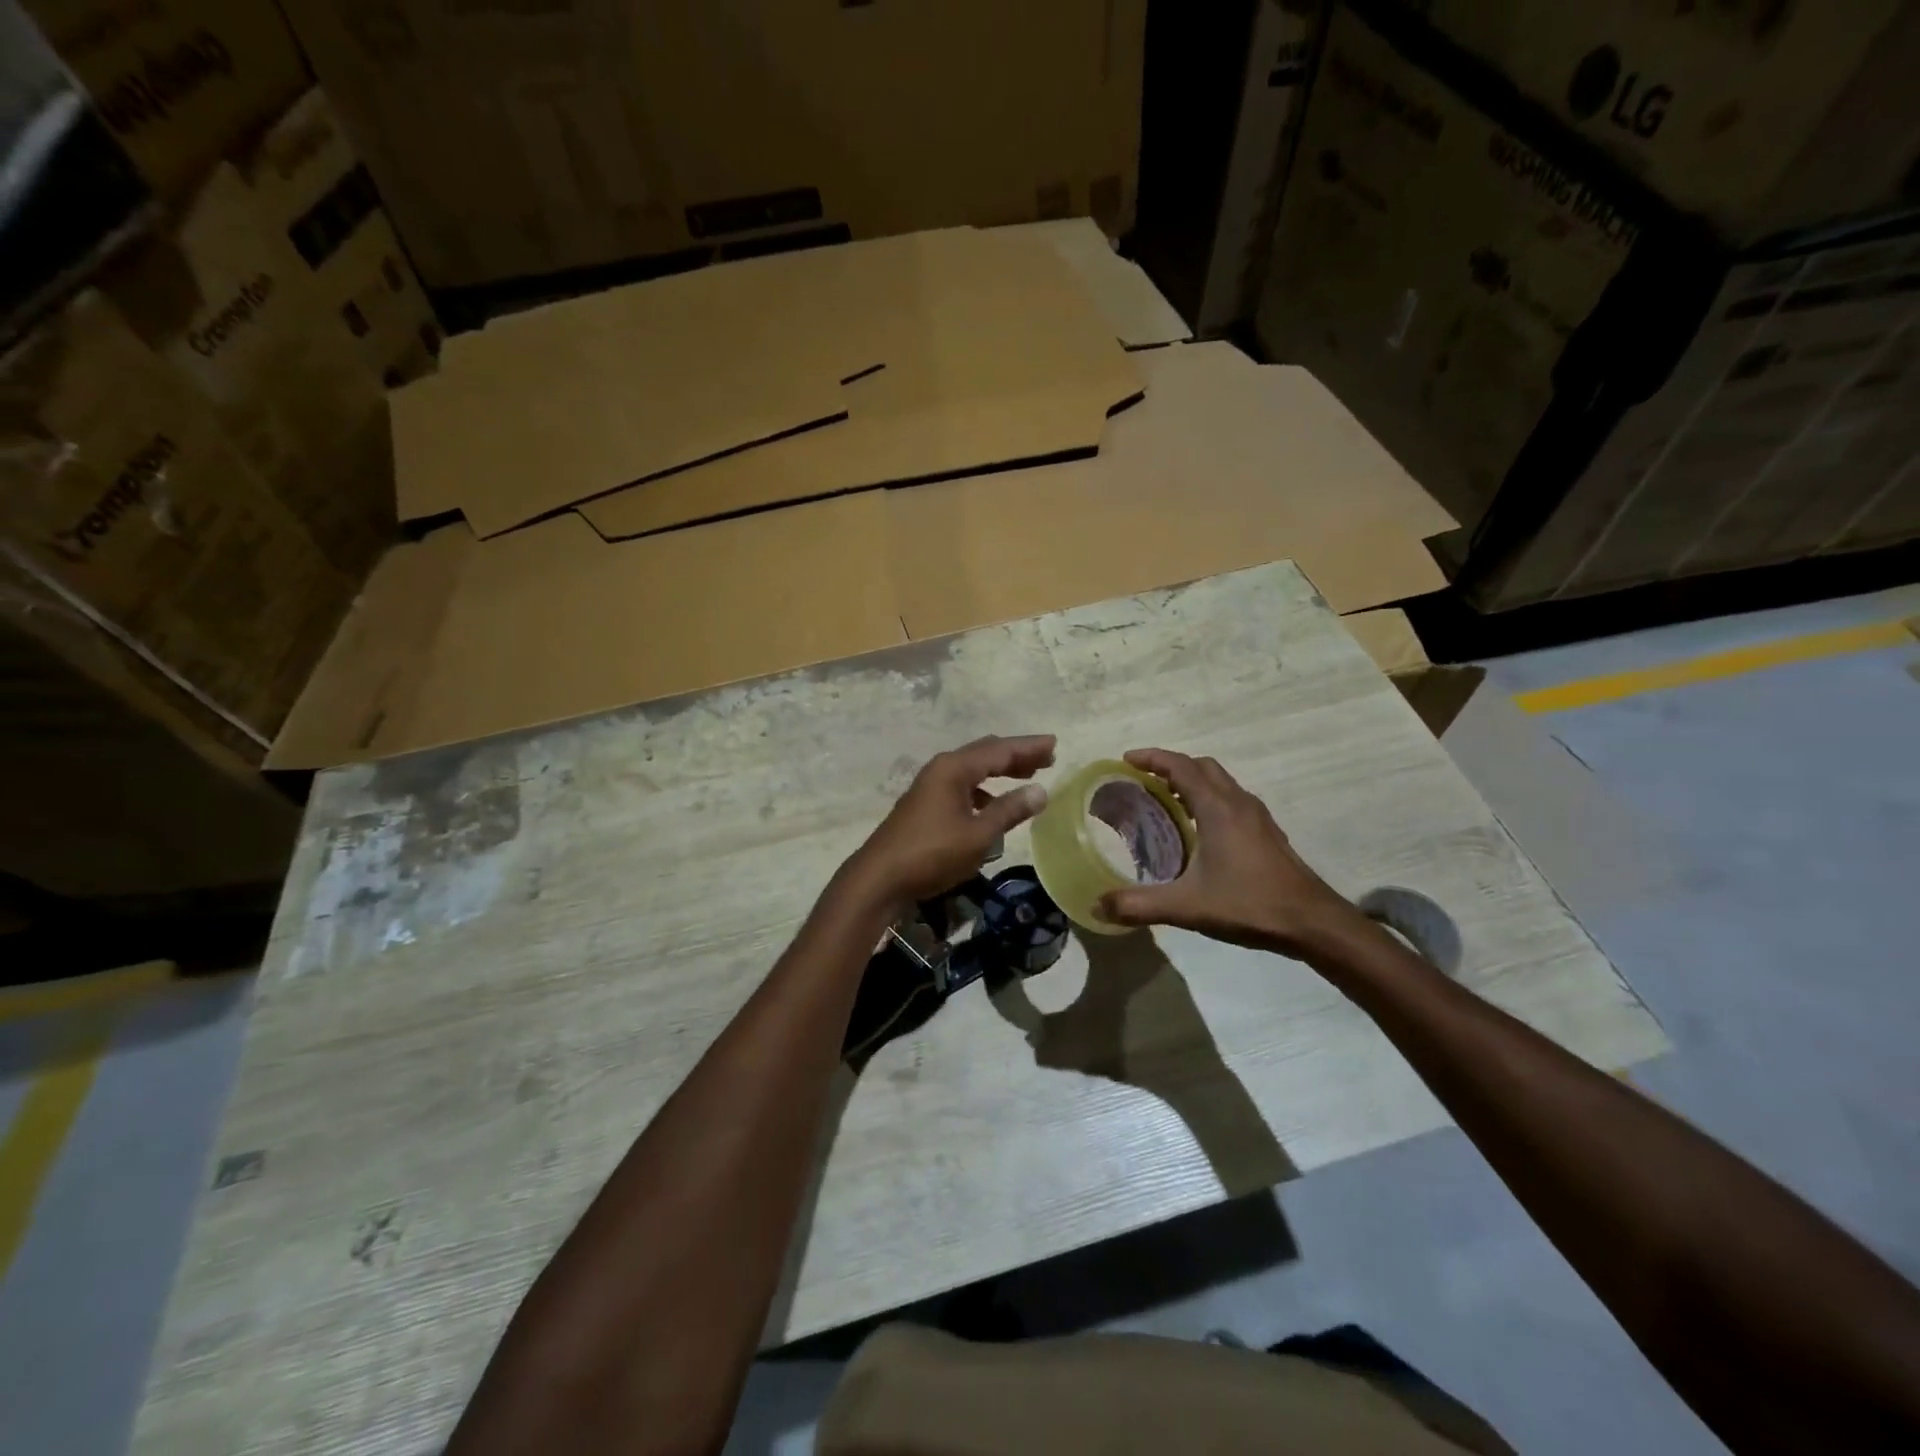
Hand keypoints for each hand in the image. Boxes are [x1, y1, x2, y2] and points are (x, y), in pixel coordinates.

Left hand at [842, 735, 1056, 912]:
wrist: (880, 877)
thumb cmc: (932, 853)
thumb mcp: (978, 835)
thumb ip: (1010, 811)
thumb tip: (1040, 790)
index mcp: (954, 768)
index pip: (999, 750)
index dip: (1029, 747)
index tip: (1054, 743)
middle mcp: (941, 769)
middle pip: (985, 754)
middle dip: (1015, 755)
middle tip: (1046, 757)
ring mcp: (930, 786)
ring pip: (972, 770)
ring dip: (999, 771)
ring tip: (1026, 776)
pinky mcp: (925, 804)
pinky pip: (962, 786)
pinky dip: (982, 790)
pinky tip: (993, 805)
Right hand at [1096, 749, 1364, 956]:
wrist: (1312, 922)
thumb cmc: (1250, 904)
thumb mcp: (1187, 906)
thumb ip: (1140, 905)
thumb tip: (1098, 906)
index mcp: (1218, 808)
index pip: (1180, 765)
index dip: (1152, 758)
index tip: (1126, 760)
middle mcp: (1238, 803)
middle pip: (1202, 767)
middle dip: (1171, 766)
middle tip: (1144, 781)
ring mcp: (1257, 817)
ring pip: (1221, 783)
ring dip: (1192, 782)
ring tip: (1166, 801)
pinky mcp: (1267, 833)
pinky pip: (1232, 801)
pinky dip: (1209, 800)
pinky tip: (1199, 831)